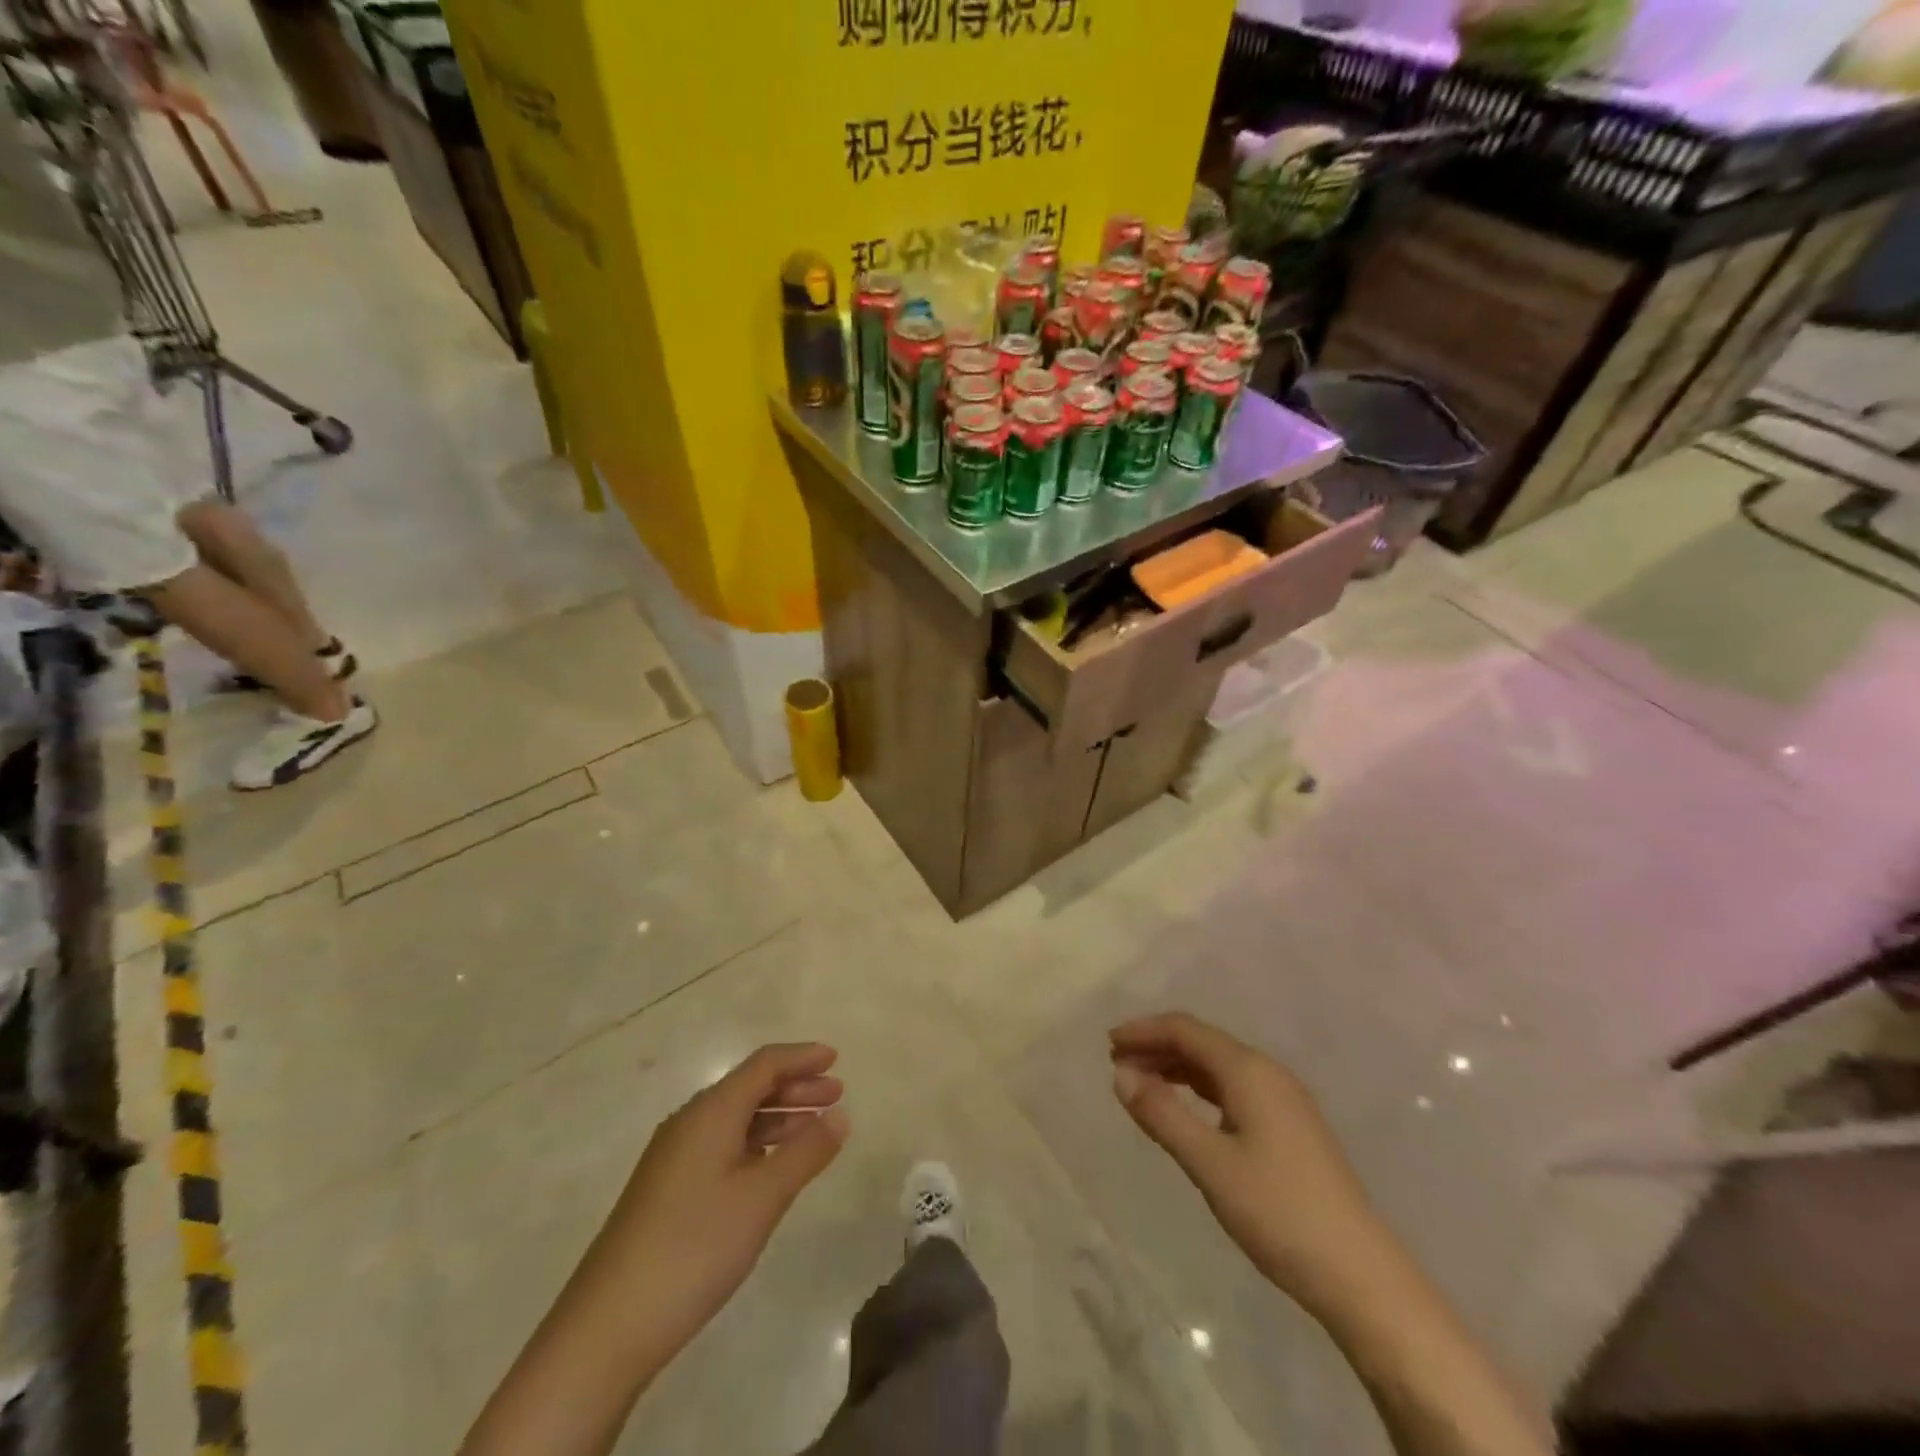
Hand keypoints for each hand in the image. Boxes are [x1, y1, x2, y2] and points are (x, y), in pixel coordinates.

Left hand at [591, 1043, 849, 1363]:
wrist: (607, 1328)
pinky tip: (773, 1167)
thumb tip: (840, 1114)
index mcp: (710, 1112)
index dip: (802, 1057)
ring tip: (816, 1130)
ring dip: (778, 1117)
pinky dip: (757, 1144)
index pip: (764, 1065)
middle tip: (837, 1095)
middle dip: (795, 1086)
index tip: (836, 1058)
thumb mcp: (762, 1198)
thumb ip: (806, 1152)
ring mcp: (674, 1157)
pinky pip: (722, 1145)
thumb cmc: (694, 1248)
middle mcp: (690, 1123)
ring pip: (736, 1119)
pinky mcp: (668, 1189)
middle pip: (750, 1087)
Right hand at [1110, 1013, 1383, 1312]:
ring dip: (1177, 1068)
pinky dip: (1200, 1089)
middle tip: (1117, 1064)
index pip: (1186, 1030)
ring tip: (1142, 1083)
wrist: (1360, 1274)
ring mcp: (1284, 1100)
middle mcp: (1268, 1073)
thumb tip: (1121, 1075)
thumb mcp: (1209, 1163)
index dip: (1145, 1031)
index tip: (1108, 1045)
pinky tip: (1186, 1108)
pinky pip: (1234, 1088)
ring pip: (1219, 1067)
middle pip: (1203, 1043)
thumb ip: (1162, 1114)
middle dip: (1157, 1047)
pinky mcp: (1290, 1127)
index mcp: (1249, 1071)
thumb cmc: (1278, 1211)